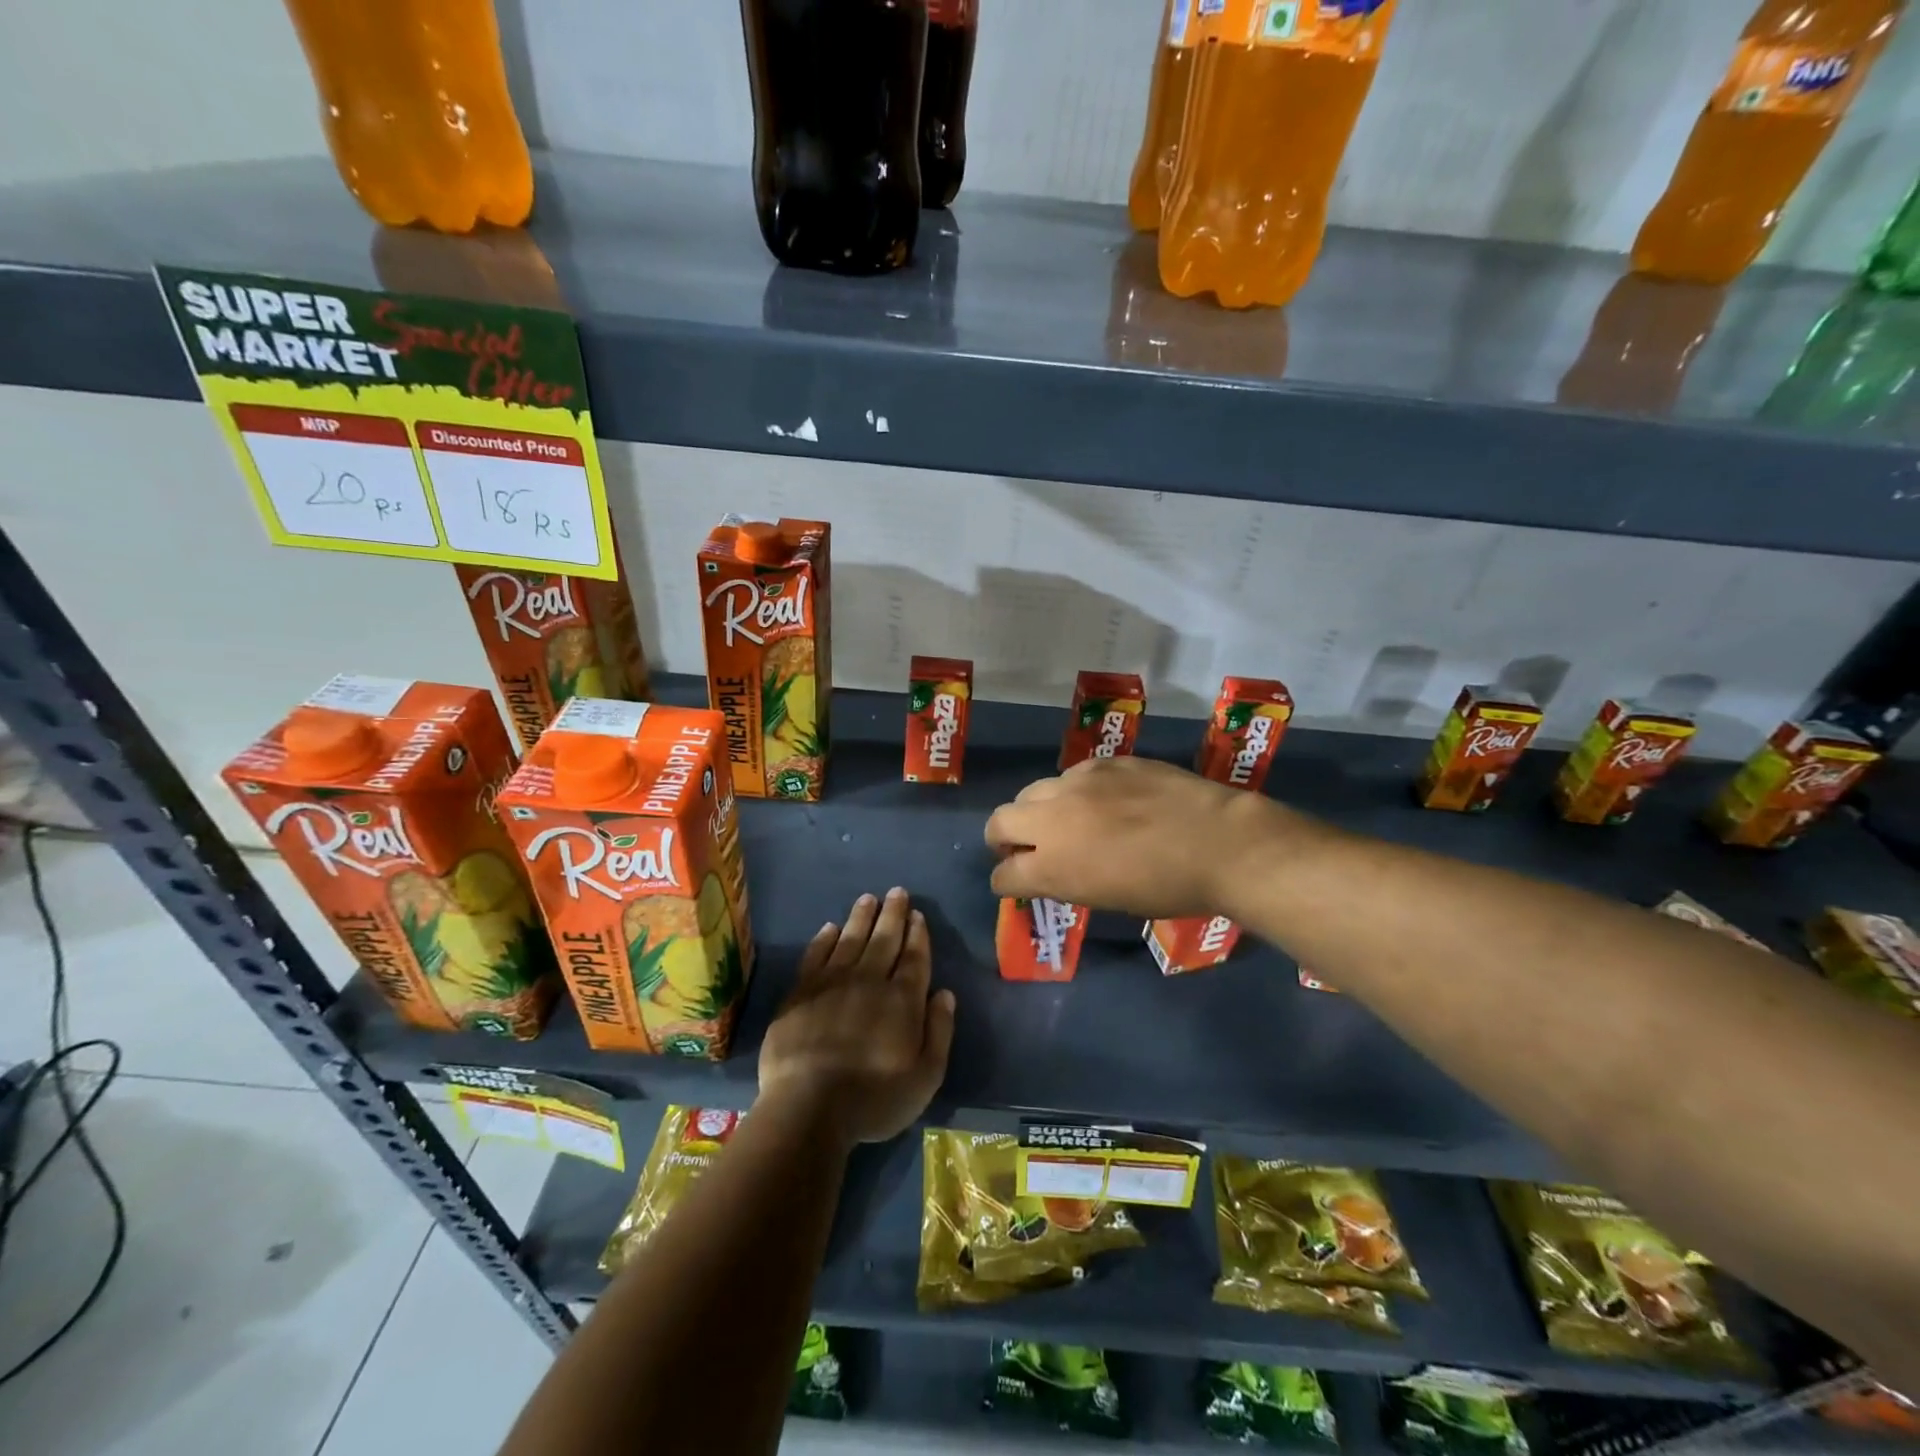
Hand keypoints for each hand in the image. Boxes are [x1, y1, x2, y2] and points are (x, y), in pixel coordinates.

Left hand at [758, 887, 956, 1146]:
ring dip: (861, 917)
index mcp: (902, 1000)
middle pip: (884, 940)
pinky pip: (815, 955)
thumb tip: (944, 993)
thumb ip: (939, 1031)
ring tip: (868, 898)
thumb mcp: (925, 1076)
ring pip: (850, 939)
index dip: (917, 934)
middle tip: (897, 892)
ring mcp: (832, 983)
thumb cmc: (874, 1099)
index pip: (914, 957)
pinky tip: (829, 928)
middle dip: (893, 914)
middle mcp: (869, 981)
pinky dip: (824, 940)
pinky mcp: (801, 992)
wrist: (808, 1107)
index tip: (917, 914)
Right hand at [984, 756, 1296, 918]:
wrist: (1219, 842)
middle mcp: (1053, 819)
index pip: (1004, 874)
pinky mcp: (1104, 763)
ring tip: (1068, 821)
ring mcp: (1078, 783)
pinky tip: (1105, 801)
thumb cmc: (1167, 888)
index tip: (1016, 882)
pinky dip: (1076, 792)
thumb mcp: (1106, 898)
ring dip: (1039, 810)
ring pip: (1033, 791)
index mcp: (1052, 866)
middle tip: (1026, 848)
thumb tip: (1049, 871)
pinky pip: (1073, 776)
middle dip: (1003, 839)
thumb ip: (1066, 881)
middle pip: (999, 822)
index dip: (1006, 881)